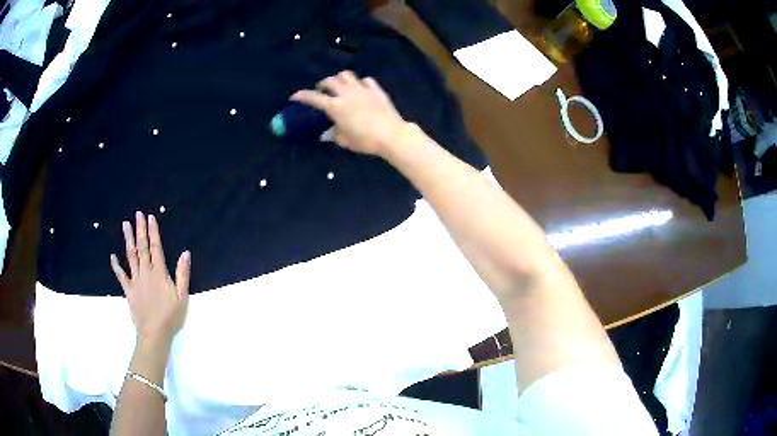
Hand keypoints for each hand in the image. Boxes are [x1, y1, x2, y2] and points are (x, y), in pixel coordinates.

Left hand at [111, 212, 190, 347]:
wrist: (154, 333)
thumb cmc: (170, 316)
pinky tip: (112, 257)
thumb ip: (183, 274)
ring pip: (131, 256)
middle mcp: (145, 272)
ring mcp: (135, 280)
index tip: (150, 217)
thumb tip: (185, 253)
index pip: (155, 247)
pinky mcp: (128, 290)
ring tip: (125, 225)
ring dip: (128, 240)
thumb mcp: (182, 297)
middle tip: (138, 214)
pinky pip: (121, 275)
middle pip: (142, 247)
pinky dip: (116, 266)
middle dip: (140, 230)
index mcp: (159, 273)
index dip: (153, 232)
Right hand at [291, 70, 408, 155]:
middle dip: (322, 84)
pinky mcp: (376, 90)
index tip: (294, 96)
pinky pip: (365, 80)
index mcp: (335, 107)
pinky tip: (360, 89)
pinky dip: (360, 83)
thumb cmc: (365, 141)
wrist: (391, 135)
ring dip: (339, 79)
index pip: (313, 98)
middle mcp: (346, 94)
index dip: (302, 96)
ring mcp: (362, 89)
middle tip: (322, 91)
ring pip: (346, 75)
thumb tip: (328, 132)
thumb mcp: (345, 141)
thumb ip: (334, 134)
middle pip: (330, 80)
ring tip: (340, 86)